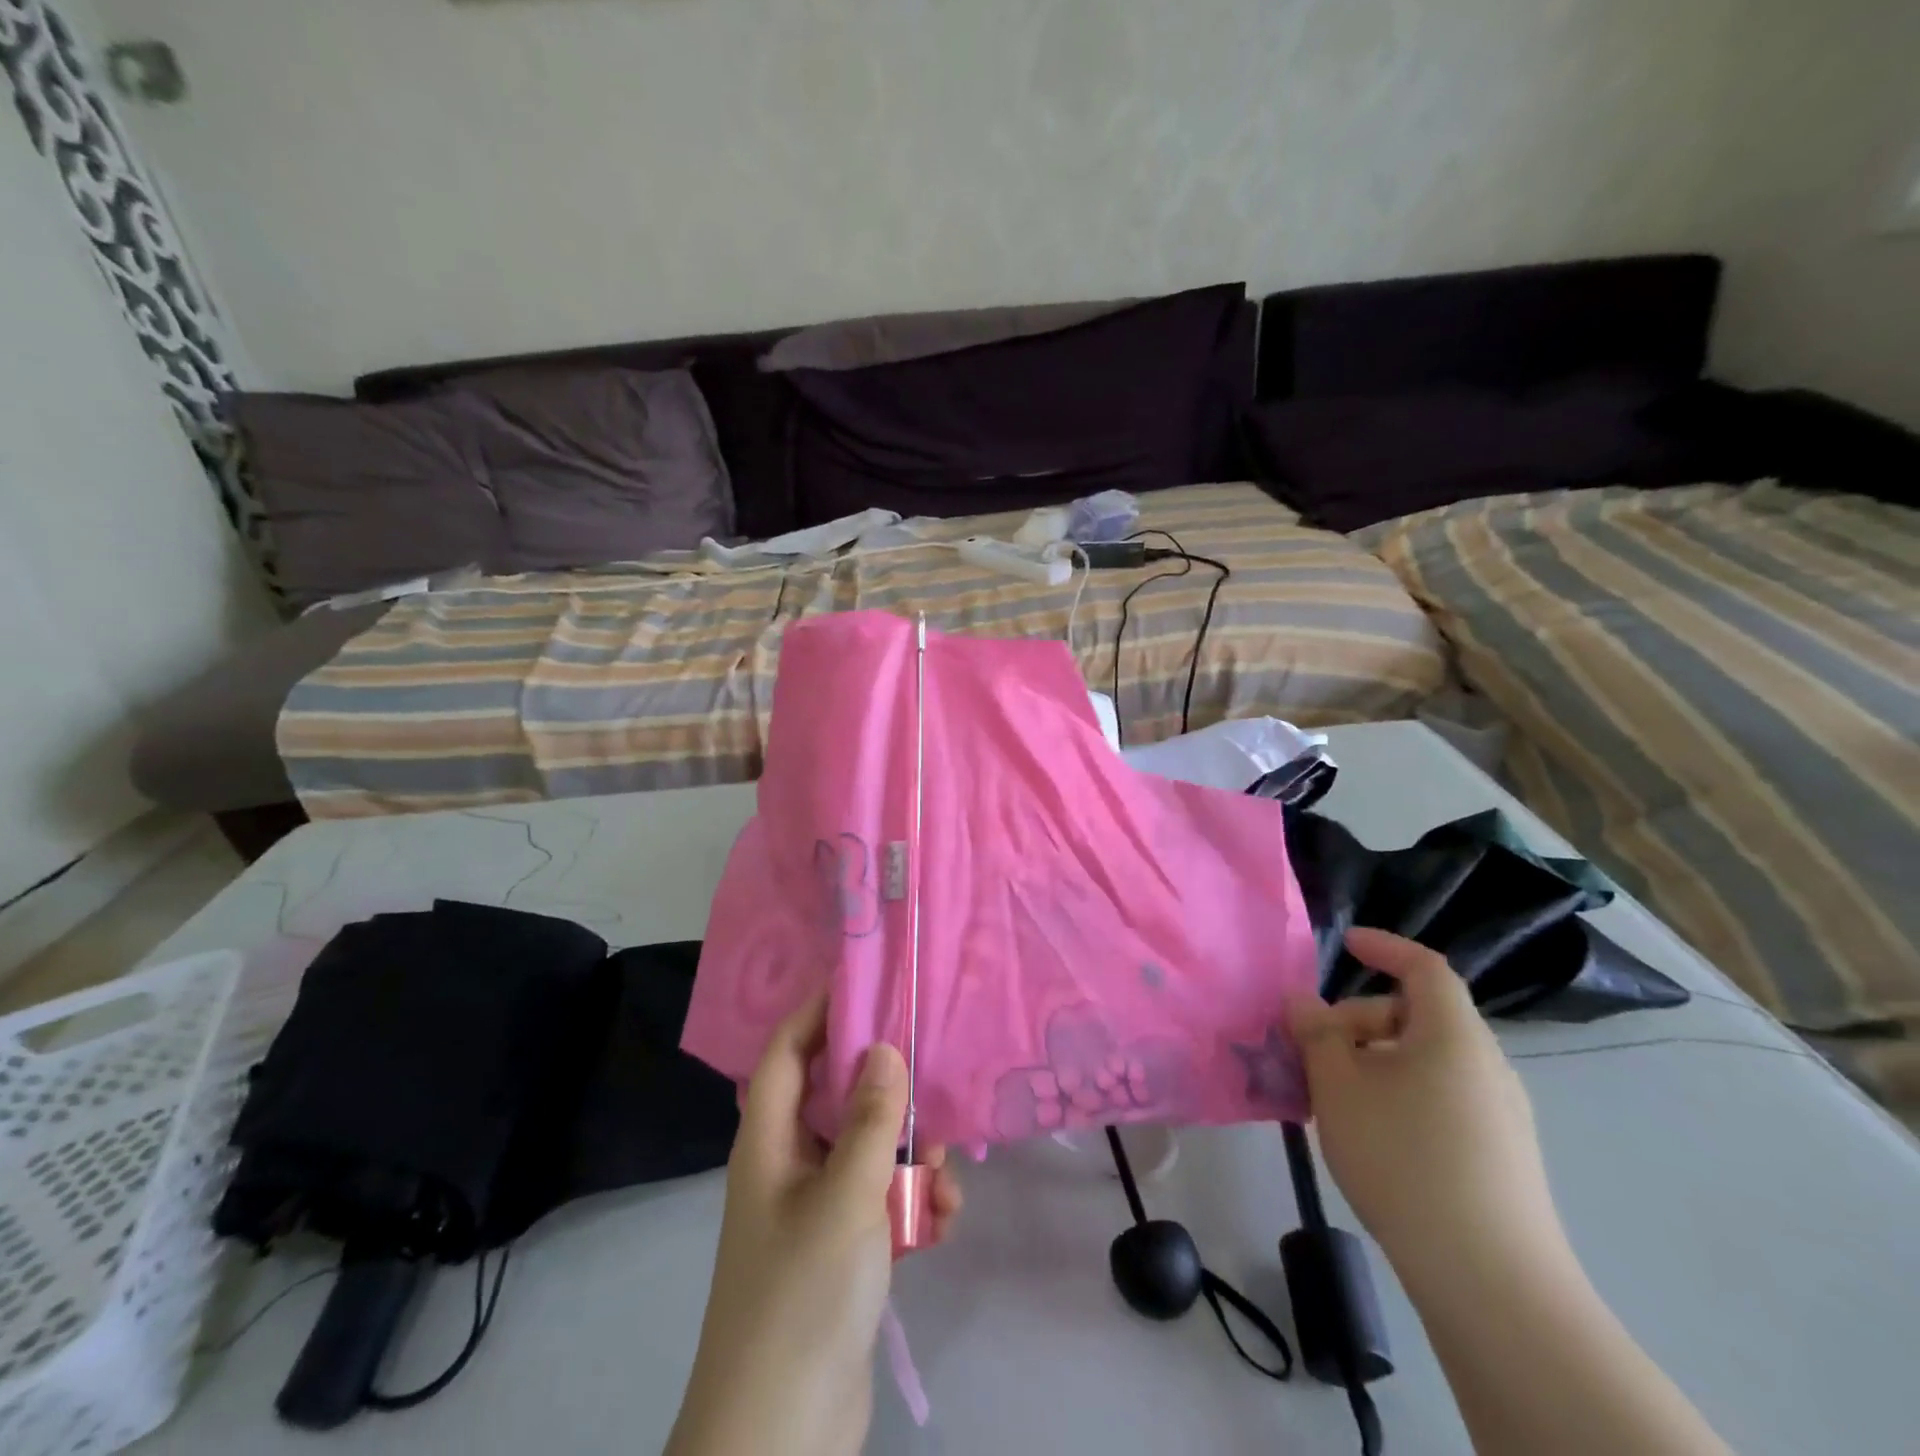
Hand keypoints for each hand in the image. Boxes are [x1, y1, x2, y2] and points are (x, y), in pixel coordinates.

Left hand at [666, 996, 962, 1455]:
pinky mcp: (841, 1251)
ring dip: (909, 1157)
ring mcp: (814, 1210)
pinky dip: (911, 1204)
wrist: (781, 1438)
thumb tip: (884, 1048)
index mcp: (769, 1142)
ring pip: (867, 1152)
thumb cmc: (803, 1294)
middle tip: (928, 1088)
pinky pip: (881, 1202)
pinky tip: (941, 1223)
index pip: (787, 1052)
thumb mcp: (847, 1196)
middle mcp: (787, 1166)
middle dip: (885, 1093)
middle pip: (837, 1098)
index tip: (865, 983)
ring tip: (942, 1176)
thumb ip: (871, 1119)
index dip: (817, 1012)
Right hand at [1286, 928, 1571, 1300]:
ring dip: (1375, 1061)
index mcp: (1453, 1035)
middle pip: (1417, 1016)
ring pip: (1426, 1060)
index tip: (1346, 943)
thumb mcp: (1338, 1085)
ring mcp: (1501, 1112)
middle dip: (1359, 1021)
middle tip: (1315, 1052)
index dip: (1385, 948)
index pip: (1425, 967)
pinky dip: (1400, 1093)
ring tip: (1335, 1099)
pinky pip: (1441, 1096)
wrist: (1490, 1279)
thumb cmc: (1403, 1157)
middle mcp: (1486, 1064)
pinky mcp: (1502, 1154)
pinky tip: (1372, 1135)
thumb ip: (1316, 1032)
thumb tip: (1303, 999)